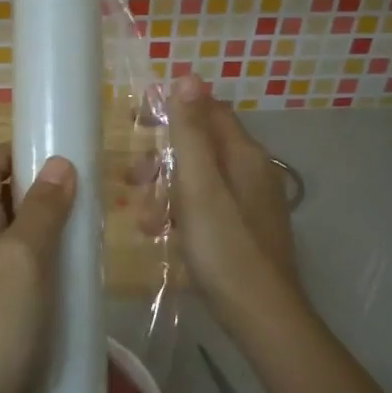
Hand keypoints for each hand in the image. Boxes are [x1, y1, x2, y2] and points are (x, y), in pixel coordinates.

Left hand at [0, 142, 77, 392]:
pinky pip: (5, 262)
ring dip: (36, 223)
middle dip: (34, 187)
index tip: (60, 153)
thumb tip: (59, 164)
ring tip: (77, 230)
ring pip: (2, 230)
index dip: (19, 151)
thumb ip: (42, 208)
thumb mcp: (26, 257)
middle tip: (80, 194)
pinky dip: (32, 255)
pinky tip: (59, 273)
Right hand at [151, 77, 304, 328]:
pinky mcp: (244, 230)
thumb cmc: (225, 248)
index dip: (171, 109)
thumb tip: (187, 77)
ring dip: (165, 192)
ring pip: (199, 180)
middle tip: (130, 178)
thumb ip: (191, 133)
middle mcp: (252, 172)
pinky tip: (161, 236)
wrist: (261, 315)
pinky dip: (181, 214)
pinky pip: (206, 207)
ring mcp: (250, 203)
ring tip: (144, 222)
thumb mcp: (199, 187)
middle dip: (161, 160)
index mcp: (244, 156)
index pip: (207, 111)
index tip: (134, 120)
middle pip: (200, 147)